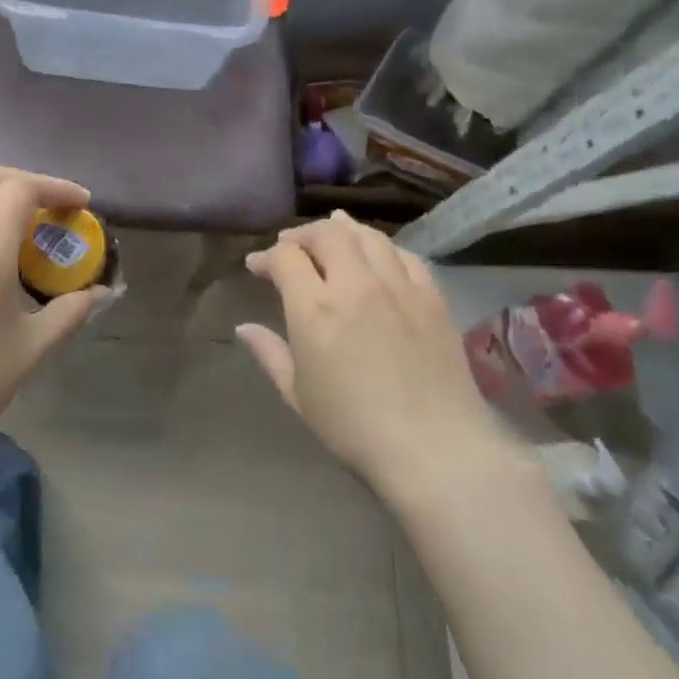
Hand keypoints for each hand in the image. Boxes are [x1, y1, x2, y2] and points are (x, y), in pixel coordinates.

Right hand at [236, 211, 520, 499]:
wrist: (435, 449)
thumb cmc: (354, 428)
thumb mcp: (298, 395)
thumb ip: (269, 353)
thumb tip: (244, 328)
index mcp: (314, 309)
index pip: (286, 257)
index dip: (266, 256)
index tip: (256, 266)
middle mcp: (356, 285)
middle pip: (327, 234)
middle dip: (302, 234)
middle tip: (291, 247)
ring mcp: (399, 287)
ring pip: (368, 236)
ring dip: (343, 230)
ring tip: (332, 234)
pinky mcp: (432, 297)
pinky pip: (406, 256)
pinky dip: (384, 248)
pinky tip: (378, 255)